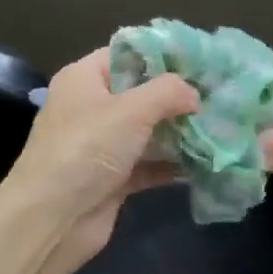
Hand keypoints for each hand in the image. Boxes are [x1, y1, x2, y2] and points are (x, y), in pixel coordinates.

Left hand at [0, 48, 200, 273]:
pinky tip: (204, 162)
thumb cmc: (87, 149)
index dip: (163, 55)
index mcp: (84, 79)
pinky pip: (148, 164)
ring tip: (219, 126)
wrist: (53, 219)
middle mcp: (90, 108)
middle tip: (218, 95)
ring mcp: (101, 146)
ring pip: (147, 131)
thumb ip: (169, 92)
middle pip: (141, 94)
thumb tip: (194, 95)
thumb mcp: (132, 109)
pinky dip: (172, 164)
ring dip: (179, 132)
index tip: (201, 60)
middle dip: (178, 97)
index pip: (126, 54)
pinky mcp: (112, 179)